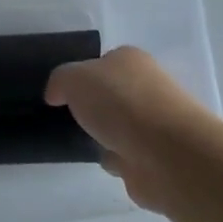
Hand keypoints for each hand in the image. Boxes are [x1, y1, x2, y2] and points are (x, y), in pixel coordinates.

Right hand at [45, 47, 222, 213]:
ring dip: (104, 136)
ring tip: (81, 142)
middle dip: (93, 108)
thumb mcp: (74, 78)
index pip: (102, 63)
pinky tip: (104, 161)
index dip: (81, 76)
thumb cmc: (120, 103)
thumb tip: (57, 95)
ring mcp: (155, 123)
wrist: (165, 153)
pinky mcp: (157, 155)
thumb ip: (60, 81)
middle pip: (111, 95)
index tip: (62, 94)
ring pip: (119, 126)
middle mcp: (147, 86)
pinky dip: (116, 160)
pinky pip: (126, 155)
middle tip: (68, 118)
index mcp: (130, 60)